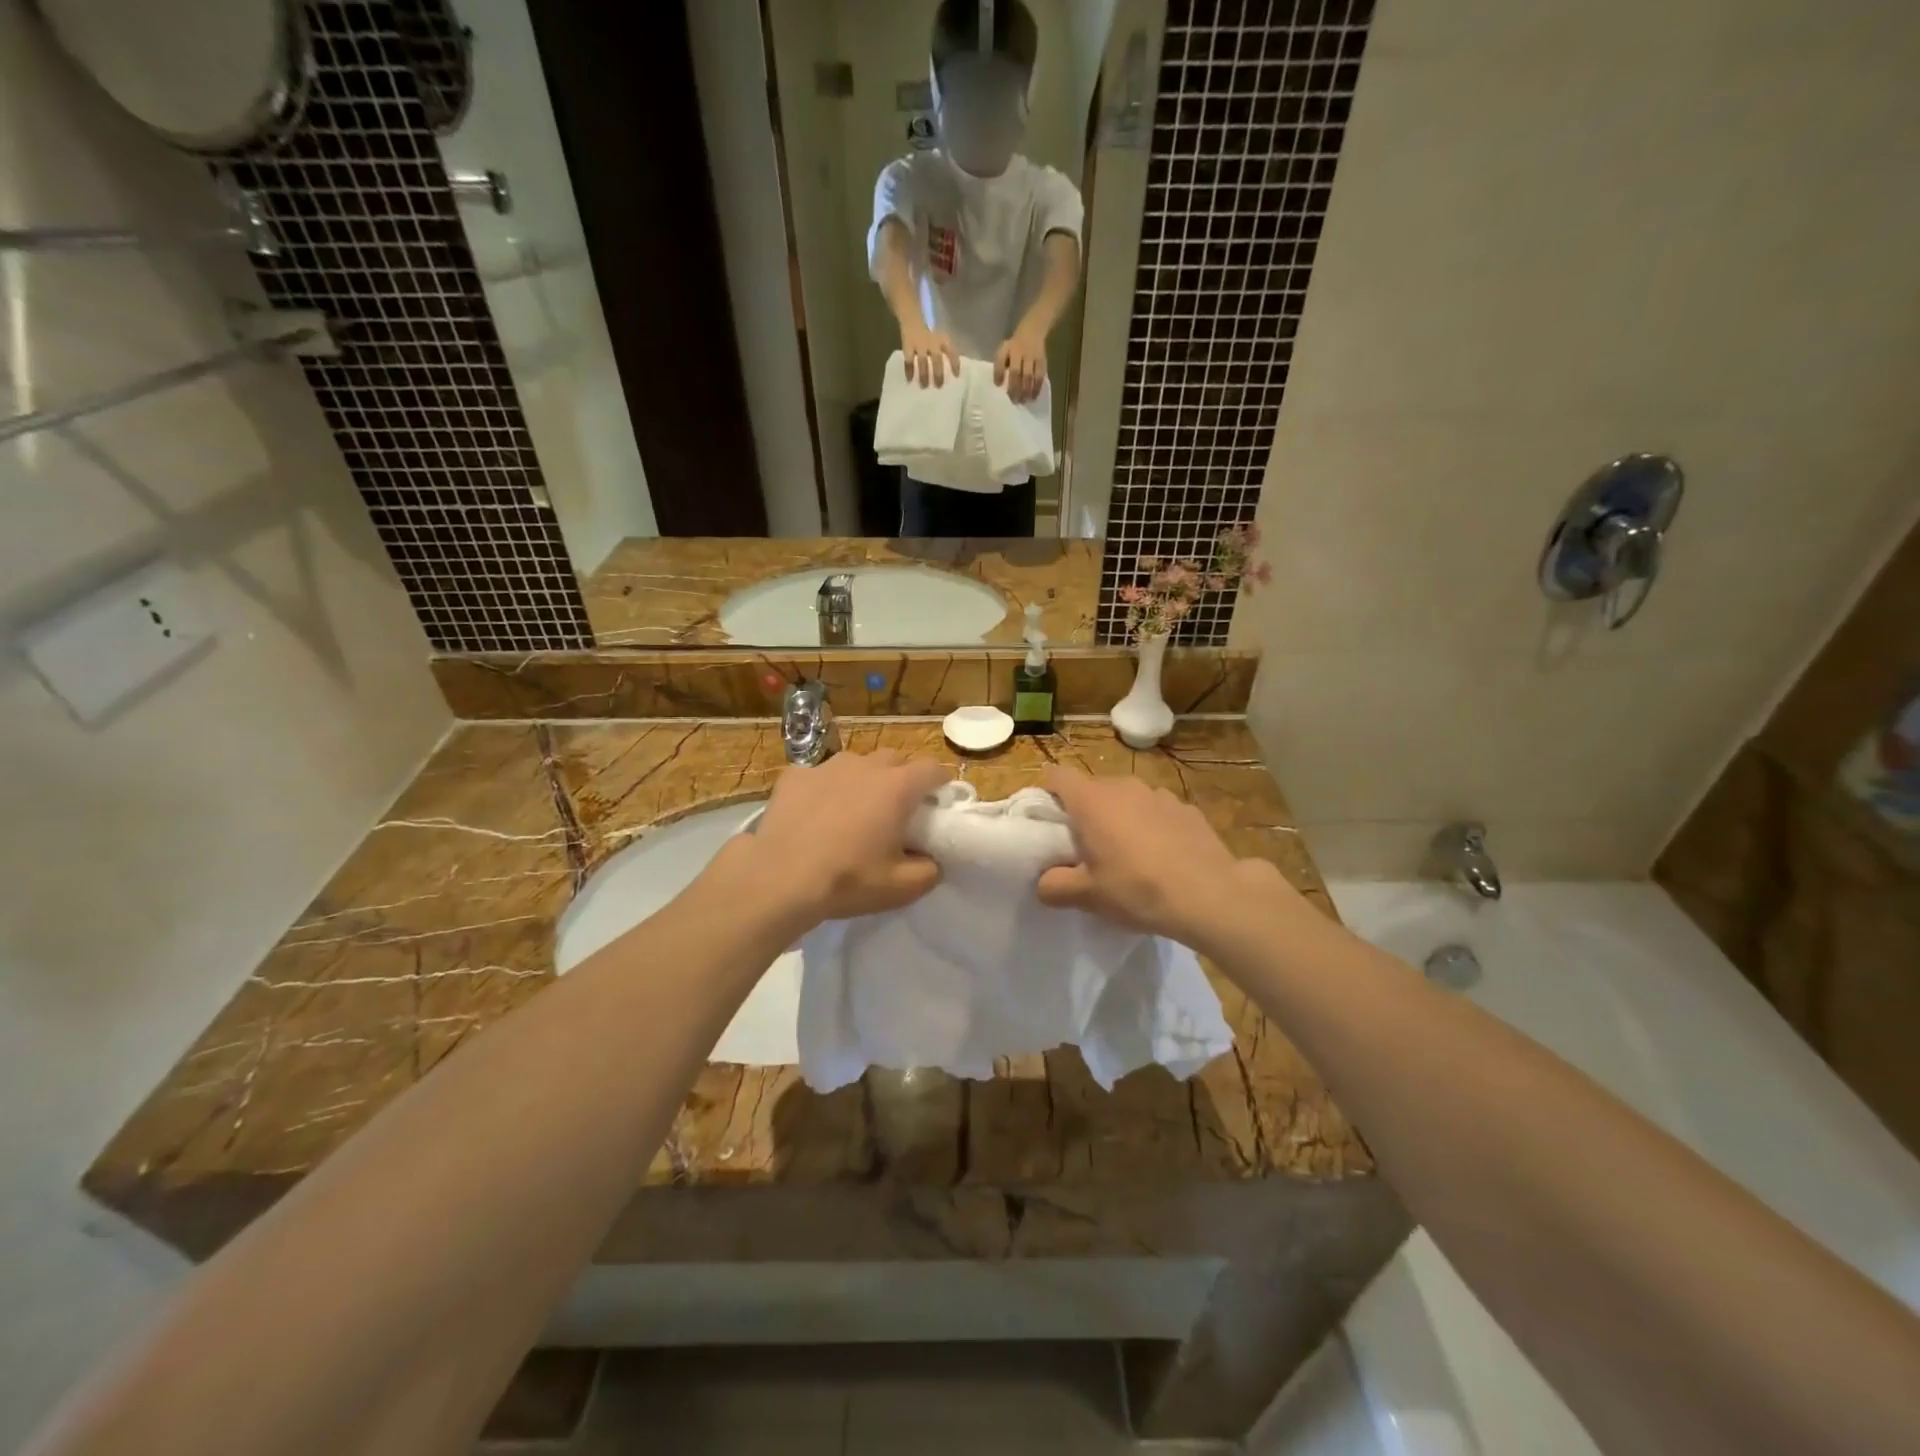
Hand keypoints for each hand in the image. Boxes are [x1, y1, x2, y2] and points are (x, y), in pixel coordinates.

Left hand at [729, 751, 950, 928]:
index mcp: (898, 786)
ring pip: (856, 763)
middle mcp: (865, 765)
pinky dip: (824, 789)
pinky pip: (818, 775)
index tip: (936, 805)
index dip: (939, 784)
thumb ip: (930, 870)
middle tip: (896, 810)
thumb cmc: (847, 880)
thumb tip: (931, 860)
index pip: (932, 768)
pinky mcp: (794, 775)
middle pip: (895, 759)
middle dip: (902, 778)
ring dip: (862, 780)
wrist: (778, 878)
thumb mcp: (902, 888)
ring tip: (852, 810)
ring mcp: (826, 766)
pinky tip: (814, 814)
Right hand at [900, 321, 959, 386]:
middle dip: (938, 374)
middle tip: (939, 386)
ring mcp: (919, 344)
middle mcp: (932, 342)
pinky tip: (909, 379)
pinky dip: (909, 370)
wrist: (911, 314)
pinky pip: (908, 360)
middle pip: (936, 360)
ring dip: (924, 375)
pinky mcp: (907, 345)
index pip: (951, 351)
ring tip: (924, 386)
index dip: (955, 363)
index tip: (956, 375)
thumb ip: (946, 349)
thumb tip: (953, 367)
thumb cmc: (930, 328)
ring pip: (922, 362)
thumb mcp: (941, 335)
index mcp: (942, 339)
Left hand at [994, 325, 1047, 402]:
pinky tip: (1033, 397)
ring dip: (1026, 390)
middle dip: (1014, 388)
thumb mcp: (1004, 350)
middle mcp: (1020, 351)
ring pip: (1029, 376)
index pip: (1001, 361)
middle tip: (1013, 401)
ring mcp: (1032, 356)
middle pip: (1016, 372)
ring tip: (1023, 401)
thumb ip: (1000, 365)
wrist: (1033, 330)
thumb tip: (998, 384)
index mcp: (1008, 349)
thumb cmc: (1014, 346)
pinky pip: (1040, 376)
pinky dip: (1037, 388)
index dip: (999, 374)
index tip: (998, 386)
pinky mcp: (1042, 361)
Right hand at [1035, 767, 1290, 945]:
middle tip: (1086, 849)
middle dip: (1085, 813)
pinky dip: (1152, 826)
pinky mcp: (1187, 808)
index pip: (1057, 775)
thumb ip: (1054, 886)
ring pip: (1127, 799)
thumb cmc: (1137, 889)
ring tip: (1128, 855)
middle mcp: (1123, 786)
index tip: (1049, 823)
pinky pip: (1156, 811)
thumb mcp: (1087, 896)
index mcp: (1091, 800)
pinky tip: (1163, 858)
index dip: (1048, 794)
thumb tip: (1044, 883)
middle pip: (1092, 789)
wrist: (1211, 895)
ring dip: (1121, 818)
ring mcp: (1159, 794)